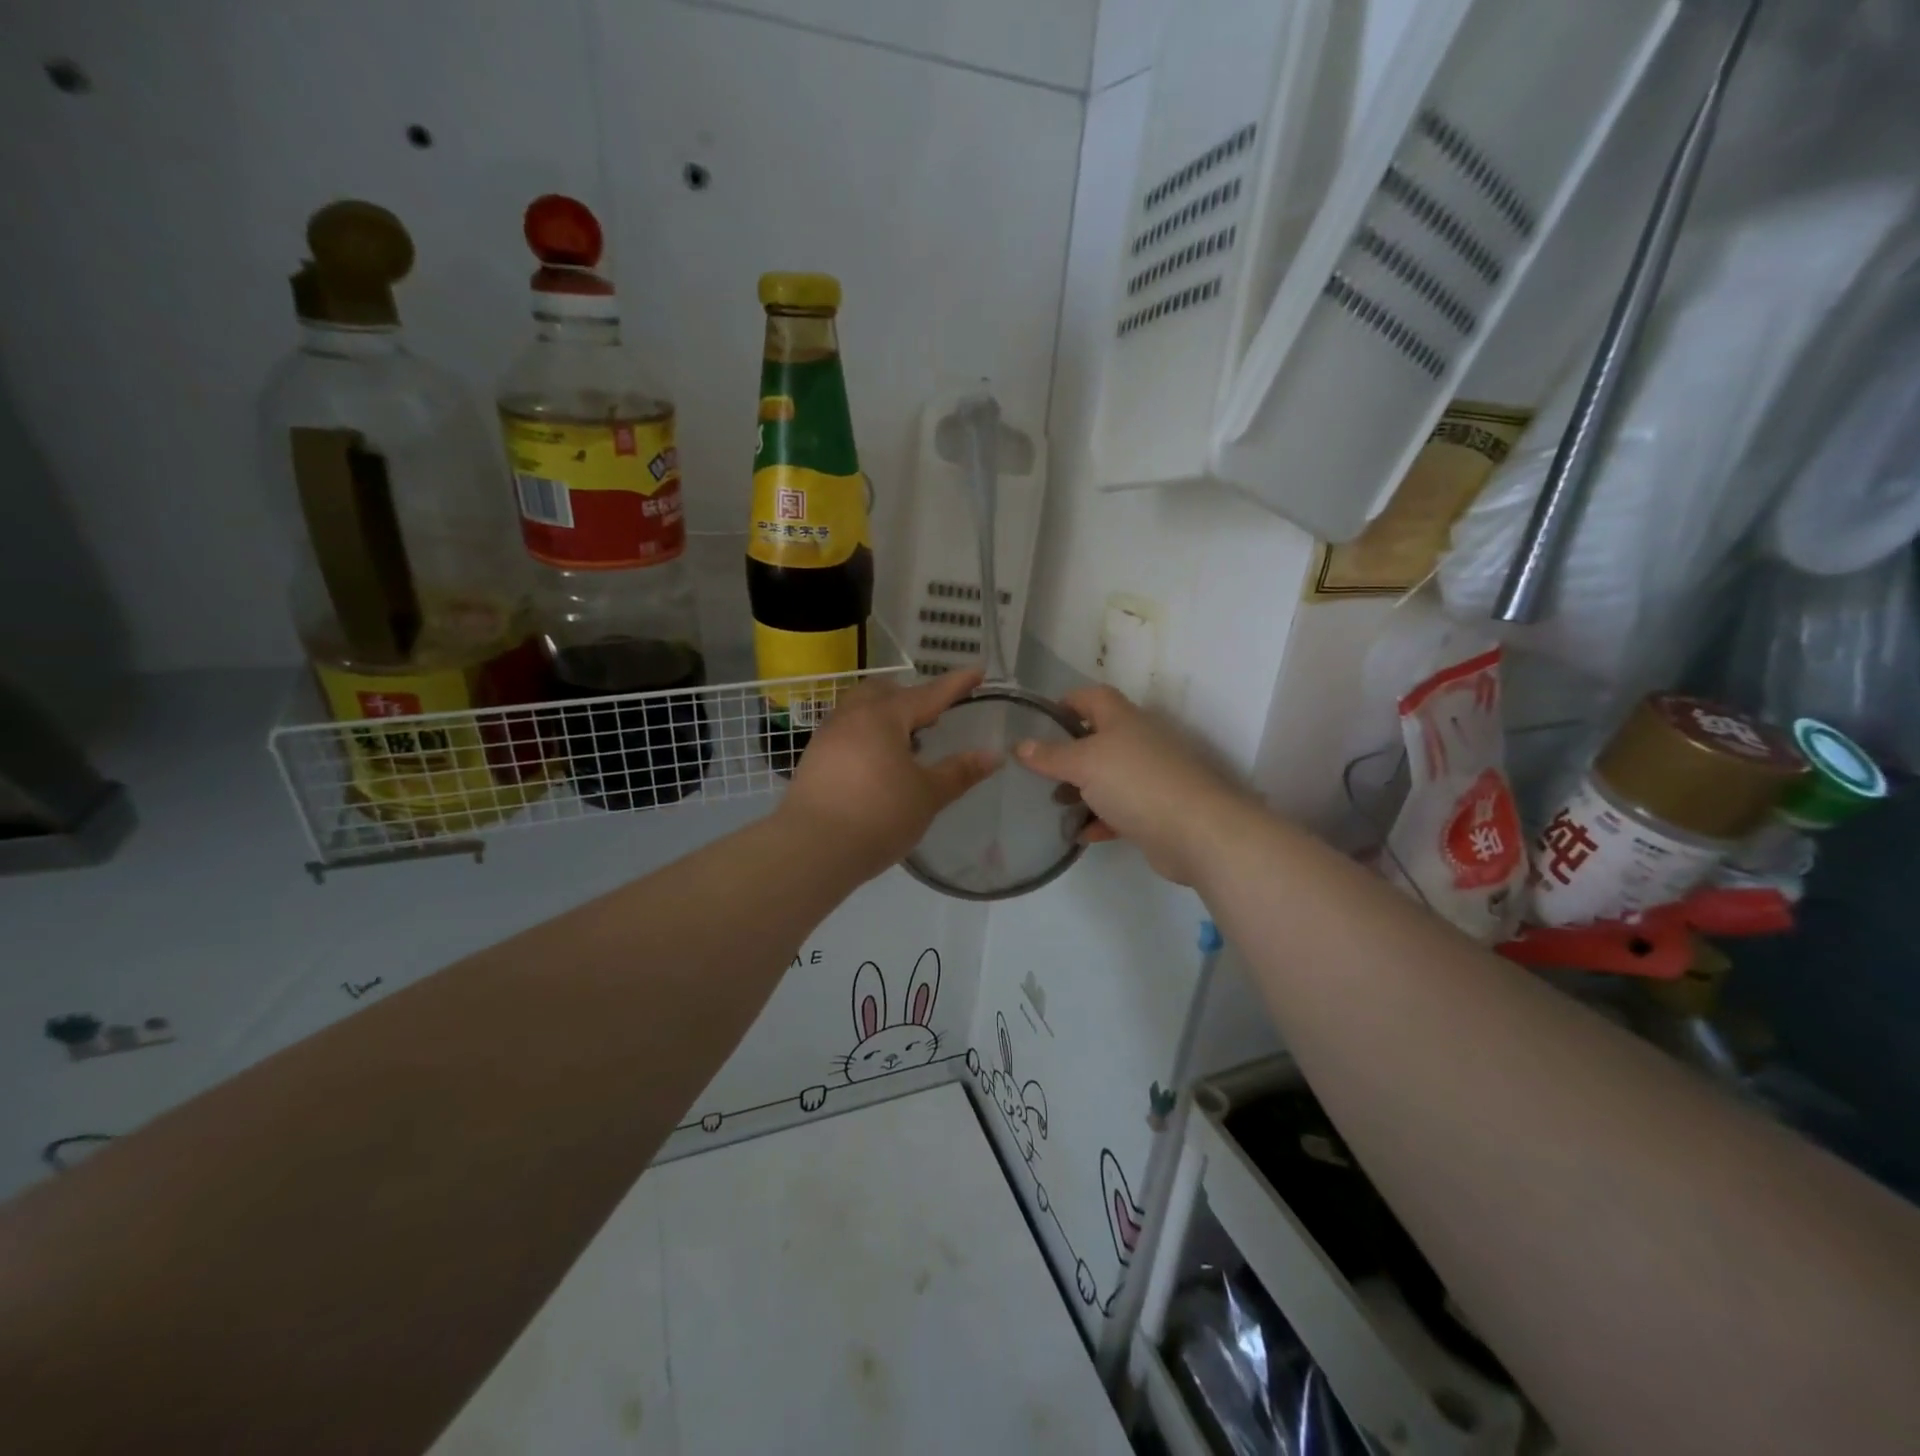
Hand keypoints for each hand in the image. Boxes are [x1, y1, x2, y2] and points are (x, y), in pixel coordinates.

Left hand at [780, 669, 997, 880]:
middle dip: (912, 697)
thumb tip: (993, 755)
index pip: (928, 693)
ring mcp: (827, 736)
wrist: (811, 849)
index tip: (977, 670)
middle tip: (934, 717)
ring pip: (860, 709)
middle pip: (885, 692)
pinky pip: (846, 731)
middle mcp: (852, 716)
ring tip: (905, 742)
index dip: (956, 684)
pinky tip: (876, 763)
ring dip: (886, 715)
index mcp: (884, 716)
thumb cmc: (878, 816)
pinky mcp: (813, 758)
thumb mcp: (927, 795)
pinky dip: (867, 734)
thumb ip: (960, 772)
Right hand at [1016, 686, 1248, 886]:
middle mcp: (1139, 742)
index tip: (1040, 721)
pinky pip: (1121, 809)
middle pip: (1099, 739)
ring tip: (1057, 804)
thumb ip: (1050, 756)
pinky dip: (1100, 819)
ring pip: (1108, 777)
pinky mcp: (1156, 810)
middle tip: (1042, 771)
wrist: (1196, 830)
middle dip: (1069, 754)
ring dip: (1083, 790)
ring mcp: (1150, 777)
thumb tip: (1020, 745)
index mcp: (1123, 719)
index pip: (1092, 697)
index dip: (1067, 703)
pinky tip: (1081, 834)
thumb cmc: (1135, 782)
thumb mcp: (1084, 764)